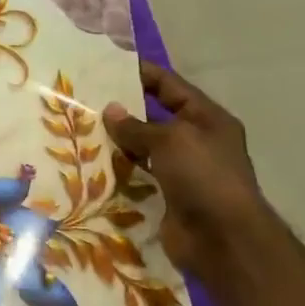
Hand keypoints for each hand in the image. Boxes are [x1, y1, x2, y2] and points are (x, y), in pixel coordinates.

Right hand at [102, 63, 286, 283]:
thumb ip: (136, 125)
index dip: (141, 73)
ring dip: (118, 141)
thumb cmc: (203, 176)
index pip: (170, 85)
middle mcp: (197, 140)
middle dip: (123, 109)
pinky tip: (92, 162)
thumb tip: (110, 110)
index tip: (107, 66)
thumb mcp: (170, 140)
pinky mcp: (168, 195)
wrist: (223, 240)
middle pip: (155, 116)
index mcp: (207, 119)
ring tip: (81, 128)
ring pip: (144, 146)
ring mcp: (183, 170)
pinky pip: (139, 174)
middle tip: (84, 98)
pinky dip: (120, 169)